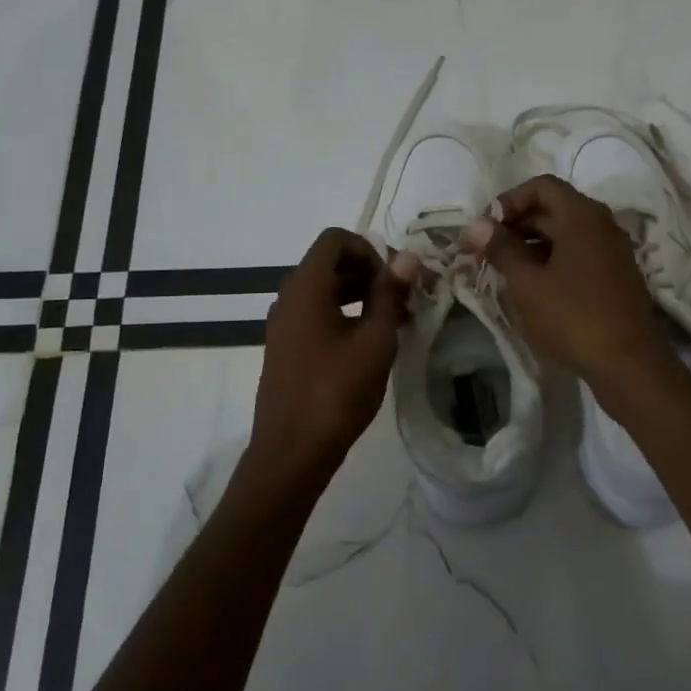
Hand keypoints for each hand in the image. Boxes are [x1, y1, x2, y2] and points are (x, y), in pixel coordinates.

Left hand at [247, 228, 413, 488]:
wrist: (291, 452)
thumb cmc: (336, 393)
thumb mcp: (375, 341)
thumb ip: (390, 294)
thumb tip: (408, 258)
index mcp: (306, 287)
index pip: (335, 239)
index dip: (369, 249)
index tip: (394, 280)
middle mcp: (288, 296)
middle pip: (329, 262)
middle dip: (369, 272)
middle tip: (402, 299)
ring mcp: (283, 323)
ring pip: (324, 288)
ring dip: (359, 294)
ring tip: (393, 321)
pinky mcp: (285, 346)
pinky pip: (315, 312)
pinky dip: (343, 313)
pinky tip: (368, 343)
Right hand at [461, 174, 672, 387]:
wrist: (629, 364)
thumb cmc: (572, 316)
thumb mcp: (527, 282)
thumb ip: (501, 248)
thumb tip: (475, 223)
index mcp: (582, 216)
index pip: (541, 186)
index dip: (509, 200)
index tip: (486, 227)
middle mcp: (602, 225)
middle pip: (553, 209)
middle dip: (516, 225)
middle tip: (485, 251)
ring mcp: (613, 251)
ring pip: (565, 234)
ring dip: (532, 245)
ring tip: (504, 271)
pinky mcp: (616, 277)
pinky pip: (578, 255)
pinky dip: (552, 261)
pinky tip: (533, 288)